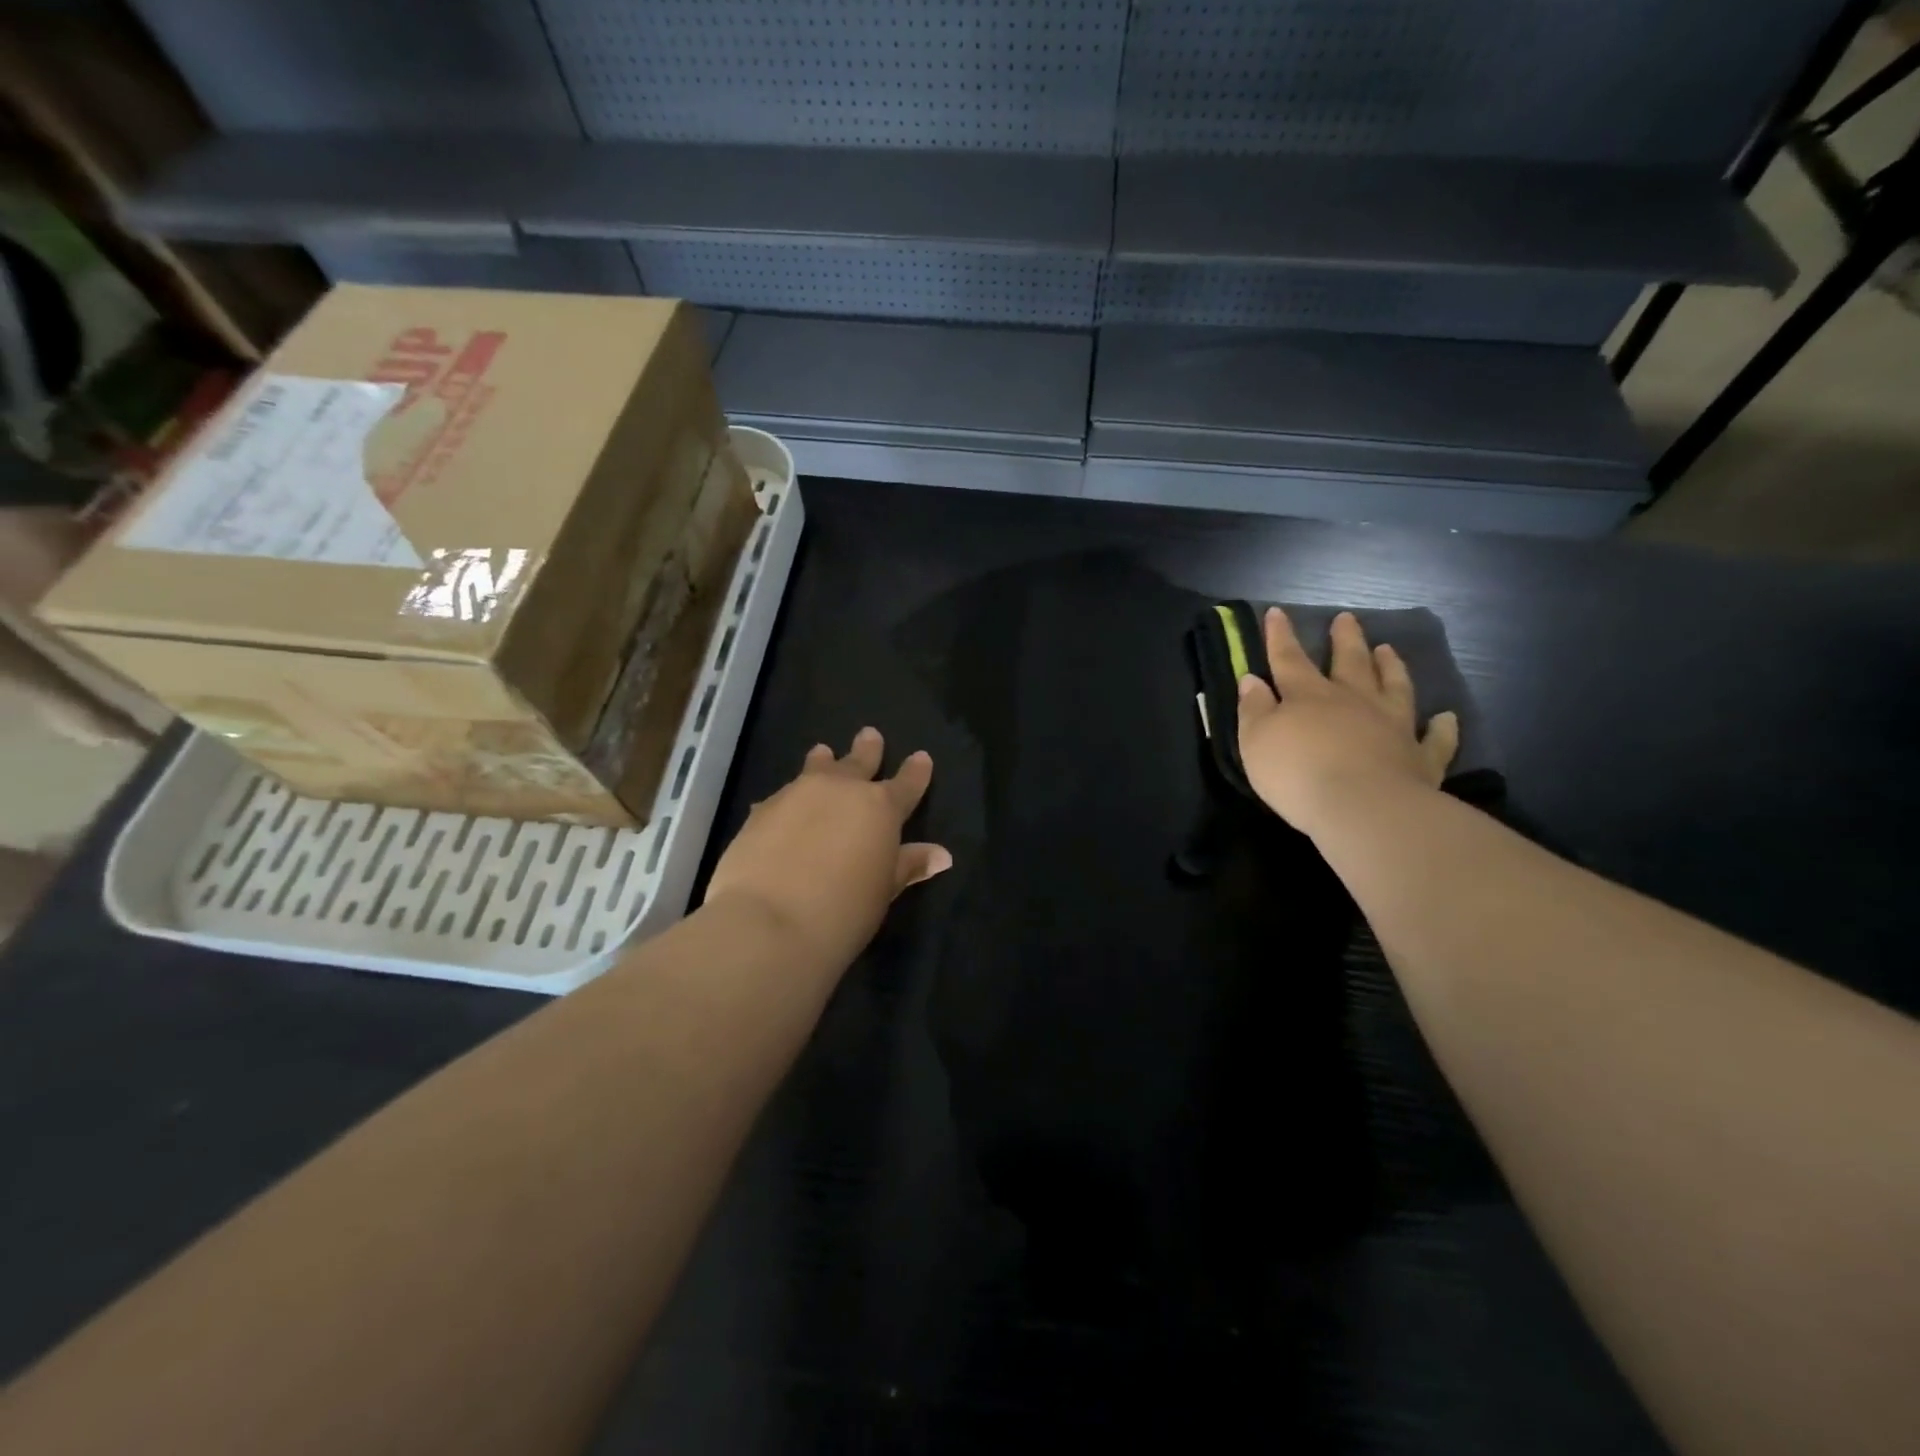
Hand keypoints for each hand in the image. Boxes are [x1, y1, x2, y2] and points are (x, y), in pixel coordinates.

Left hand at [704, 727, 951, 972]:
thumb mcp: (883, 890)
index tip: (921, 757)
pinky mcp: (762, 810)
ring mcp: (797, 794)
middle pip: (858, 762)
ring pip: (816, 768)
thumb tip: (940, 854)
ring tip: (823, 751)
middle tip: (870, 734)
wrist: (768, 922)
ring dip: (823, 761)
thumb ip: (908, 866)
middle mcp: (840, 790)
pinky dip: (790, 798)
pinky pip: (782, 796)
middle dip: (868, 750)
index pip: (906, 784)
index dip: (915, 772)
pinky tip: (783, 804)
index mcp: (879, 808)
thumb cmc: (842, 911)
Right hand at [1236, 608, 1459, 836]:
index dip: (1280, 636)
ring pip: (1394, 688)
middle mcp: (1353, 702)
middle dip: (1345, 640)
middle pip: (1349, 663)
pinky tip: (1446, 718)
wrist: (1362, 807)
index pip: (1289, 659)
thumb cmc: (1297, 773)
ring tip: (1388, 650)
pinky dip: (1442, 728)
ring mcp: (1392, 726)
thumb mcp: (1256, 741)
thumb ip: (1253, 709)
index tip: (1277, 612)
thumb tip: (1252, 680)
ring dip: (1391, 668)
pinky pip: (1435, 739)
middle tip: (1346, 619)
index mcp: (1308, 696)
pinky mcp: (1421, 758)